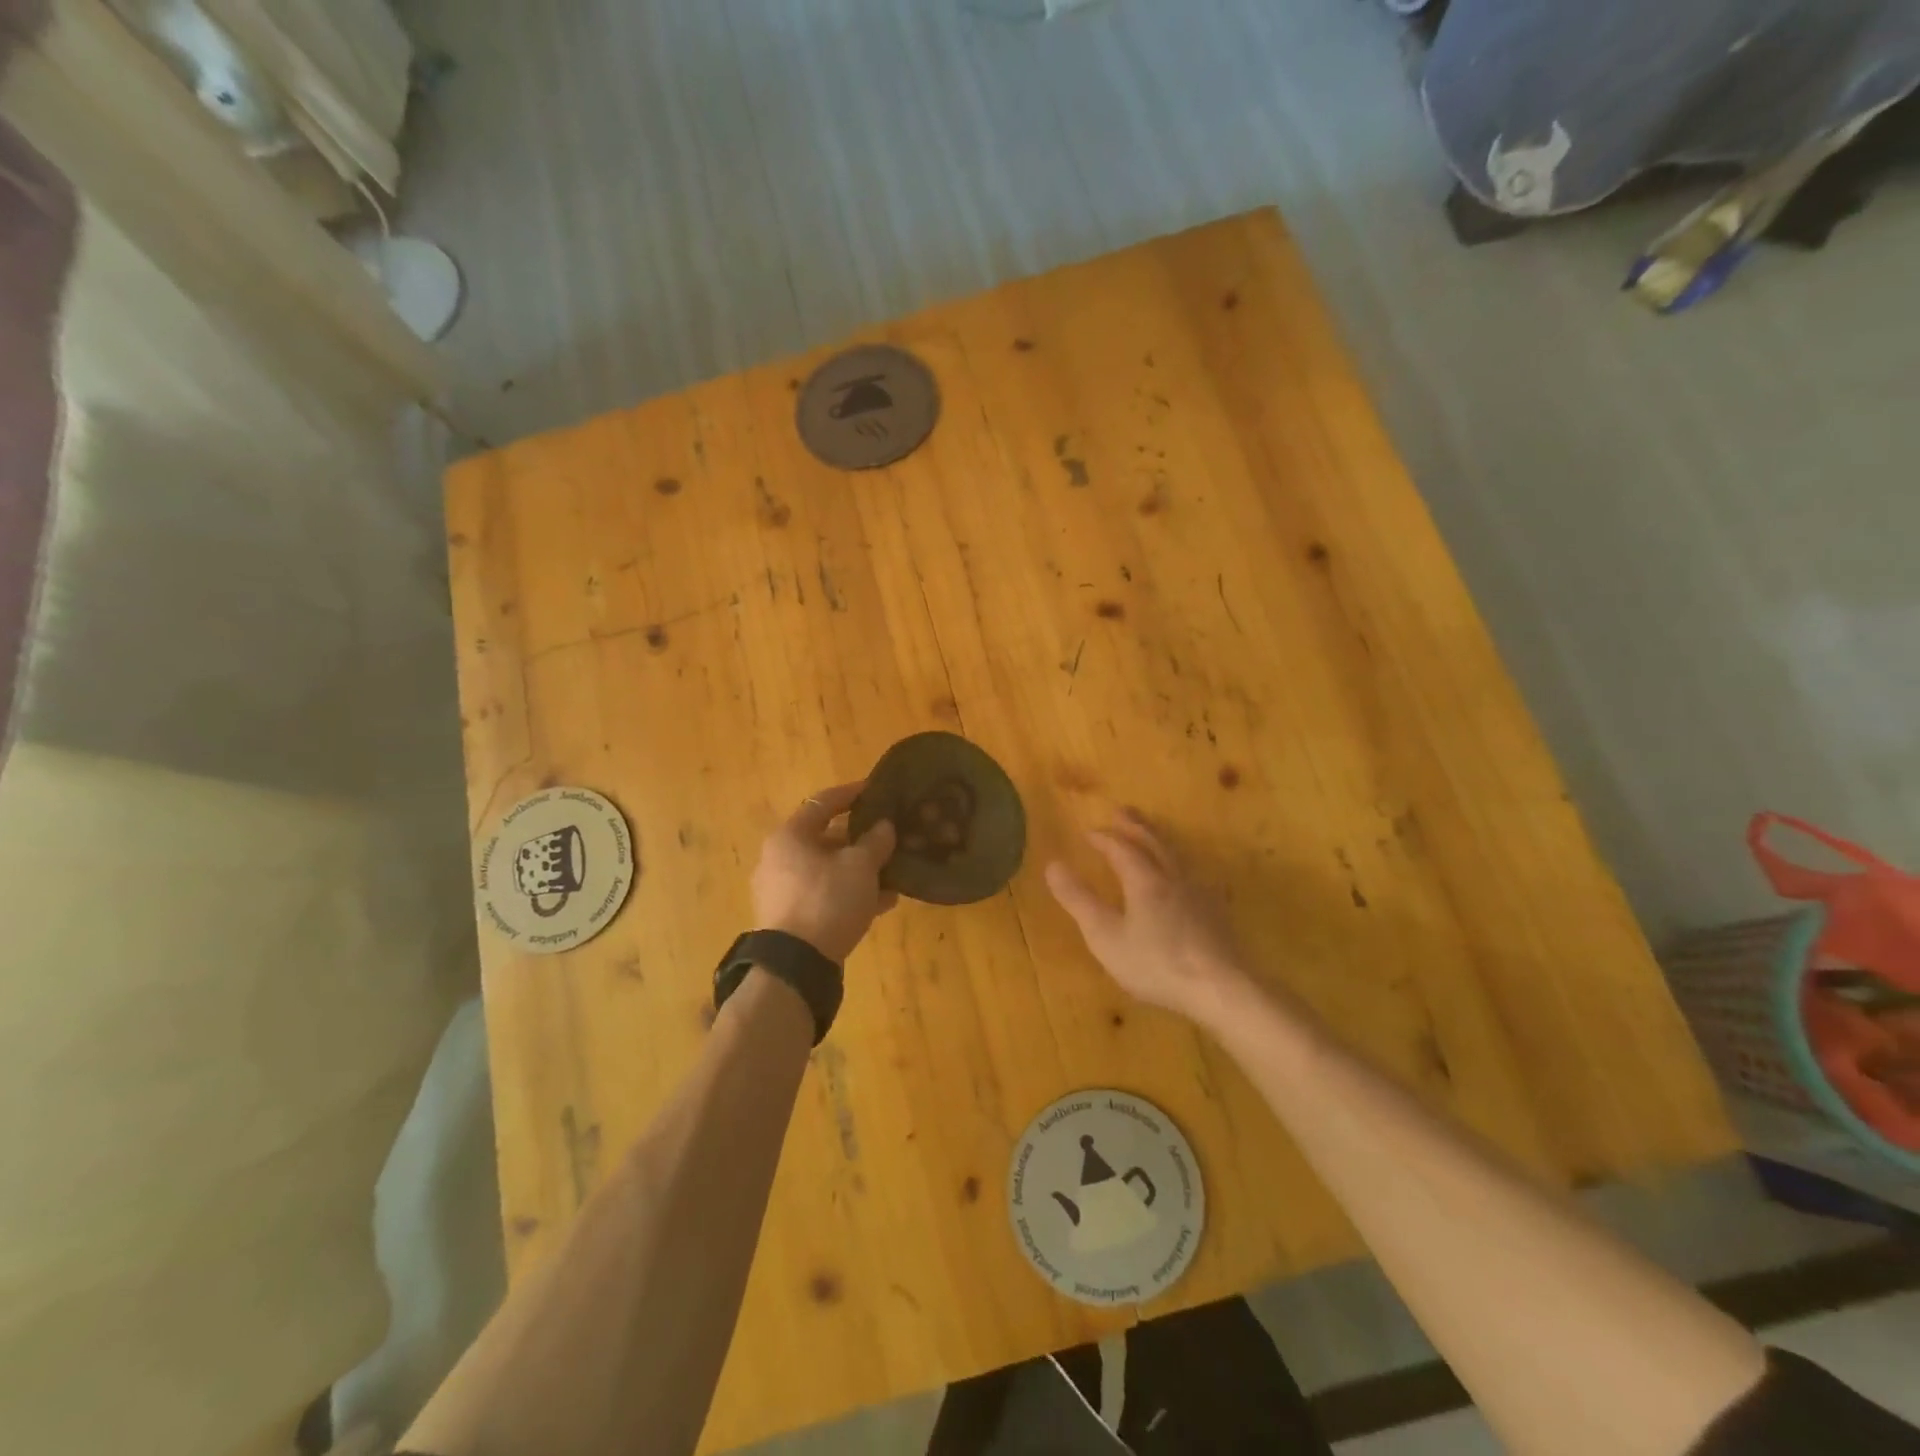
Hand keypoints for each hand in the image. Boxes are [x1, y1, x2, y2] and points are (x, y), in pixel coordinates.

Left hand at [752, 782, 897, 962]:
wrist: (796, 965)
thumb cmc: (827, 900)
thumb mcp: (860, 867)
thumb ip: (876, 841)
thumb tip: (884, 826)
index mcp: (790, 836)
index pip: (823, 802)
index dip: (852, 793)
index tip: (877, 789)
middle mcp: (779, 858)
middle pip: (826, 838)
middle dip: (861, 839)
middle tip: (890, 836)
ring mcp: (782, 890)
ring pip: (828, 869)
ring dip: (860, 869)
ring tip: (893, 873)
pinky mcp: (790, 918)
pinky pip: (825, 895)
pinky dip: (850, 893)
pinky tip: (882, 903)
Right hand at [1046, 809, 1249, 1026]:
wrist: (1221, 988)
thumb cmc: (1156, 963)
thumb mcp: (1105, 936)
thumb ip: (1079, 900)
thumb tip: (1052, 865)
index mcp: (1144, 880)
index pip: (1121, 847)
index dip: (1103, 838)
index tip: (1088, 832)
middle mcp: (1173, 878)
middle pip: (1154, 842)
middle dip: (1136, 825)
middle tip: (1123, 811)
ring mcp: (1199, 895)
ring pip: (1176, 857)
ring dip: (1159, 840)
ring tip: (1152, 837)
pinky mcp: (1216, 914)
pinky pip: (1192, 876)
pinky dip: (1178, 866)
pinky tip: (1182, 880)